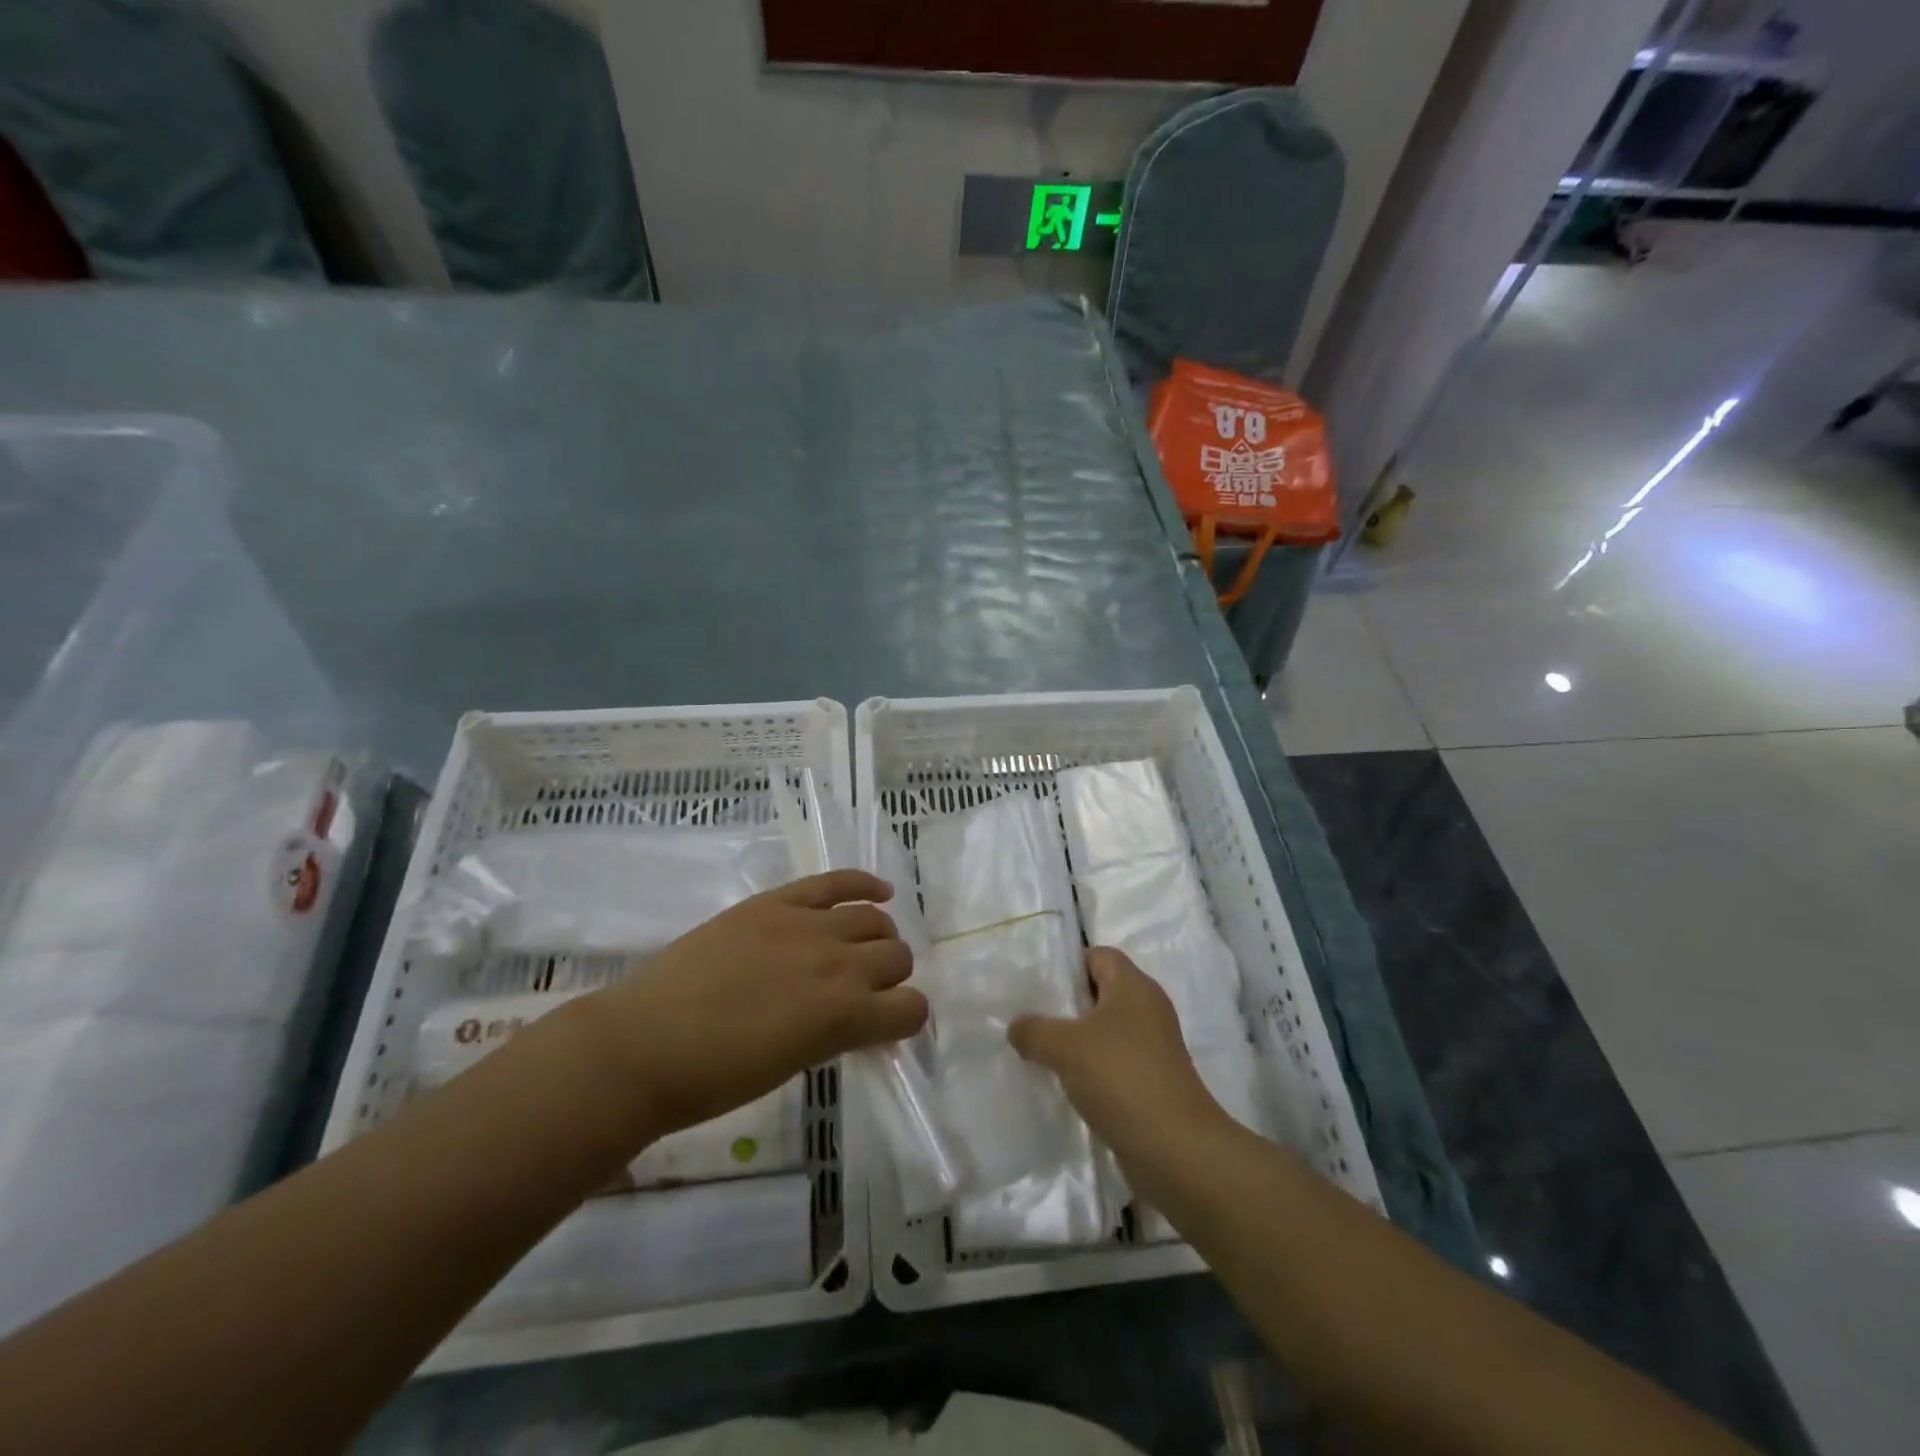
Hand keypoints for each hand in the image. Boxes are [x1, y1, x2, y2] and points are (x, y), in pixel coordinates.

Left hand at [585, 871, 927, 1138]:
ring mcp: (808, 924)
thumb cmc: (717, 1077)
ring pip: (875, 919)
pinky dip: (865, 884)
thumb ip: (838, 1032)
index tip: (886, 1025)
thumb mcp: (795, 1063)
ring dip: (878, 937)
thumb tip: (858, 1016)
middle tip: (863, 990)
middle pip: (898, 957)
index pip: (912, 1009)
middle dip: (890, 977)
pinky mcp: (778, 901)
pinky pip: (837, 881)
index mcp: (845, 1017)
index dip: (905, 1018)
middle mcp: (839, 963)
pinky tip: (877, 892)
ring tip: (859, 949)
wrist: (645, 1045)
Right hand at [1009, 948, 1230, 1188]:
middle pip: (1100, 992)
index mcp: (1134, 986)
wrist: (1175, 1149)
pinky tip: (1066, 1085)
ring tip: (1041, 1053)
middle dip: (1066, 1004)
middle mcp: (1147, 1009)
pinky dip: (1091, 1069)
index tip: (1037, 986)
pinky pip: (1113, 1062)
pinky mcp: (1152, 1080)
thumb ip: (1034, 1030)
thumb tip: (1016, 1026)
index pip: (1098, 955)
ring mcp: (1153, 1047)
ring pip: (1105, 1030)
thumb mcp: (1065, 1047)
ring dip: (1076, 1040)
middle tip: (1031, 1018)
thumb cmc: (1121, 1078)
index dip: (1068, 965)